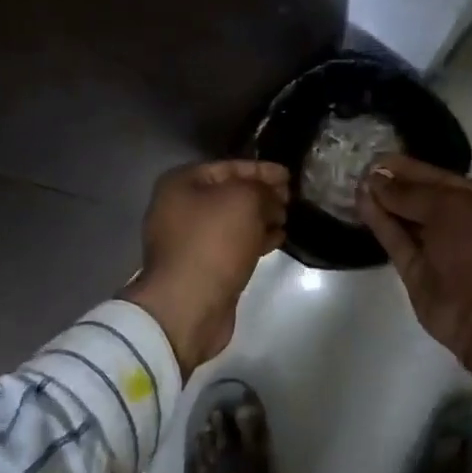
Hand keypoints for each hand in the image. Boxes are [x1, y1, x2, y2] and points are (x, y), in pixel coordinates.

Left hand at [122, 160, 290, 377]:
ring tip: (288, 218)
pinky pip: (232, 245)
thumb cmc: (213, 242)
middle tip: (291, 198)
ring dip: (261, 218)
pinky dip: (255, 240)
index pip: (228, 166)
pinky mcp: (202, 267)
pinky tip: (278, 239)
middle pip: (229, 194)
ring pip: (233, 221)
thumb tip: (272, 198)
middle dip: (262, 194)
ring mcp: (189, 241)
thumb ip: (262, 189)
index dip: (261, 169)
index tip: (289, 175)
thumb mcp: (244, 201)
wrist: (189, 305)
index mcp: (181, 184)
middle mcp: (180, 209)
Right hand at [357, 154, 471, 378]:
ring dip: (382, 202)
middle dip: (393, 184)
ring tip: (355, 183)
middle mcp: (458, 223)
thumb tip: (376, 179)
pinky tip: (361, 203)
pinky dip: (379, 223)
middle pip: (419, 198)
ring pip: (404, 220)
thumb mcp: (449, 207)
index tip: (378, 158)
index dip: (409, 168)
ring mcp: (436, 248)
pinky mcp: (415, 270)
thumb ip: (410, 192)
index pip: (438, 178)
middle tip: (360, 169)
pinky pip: (396, 241)